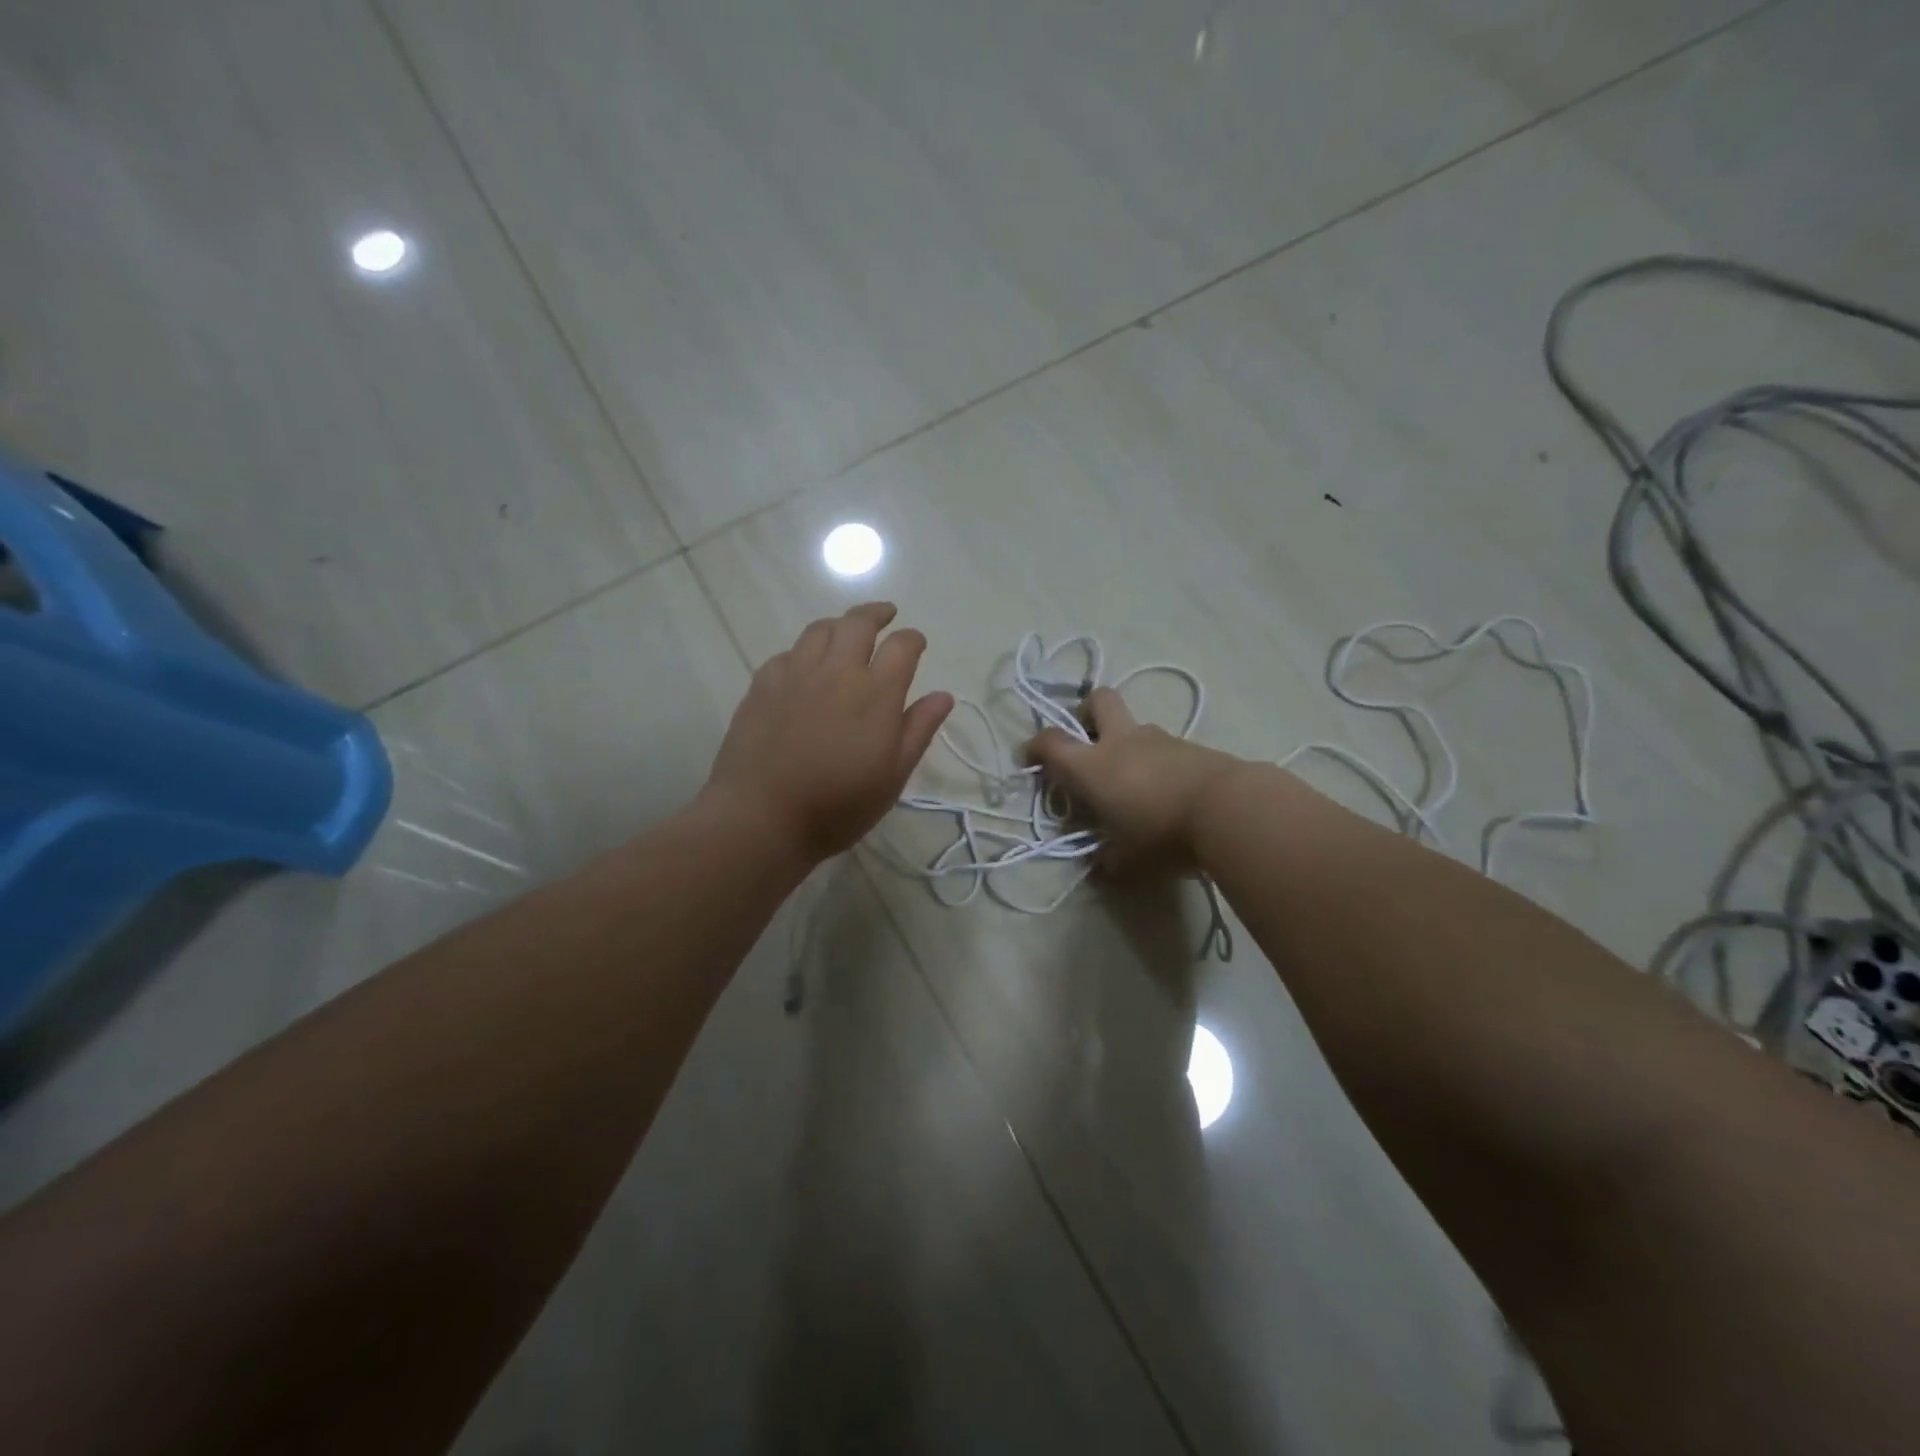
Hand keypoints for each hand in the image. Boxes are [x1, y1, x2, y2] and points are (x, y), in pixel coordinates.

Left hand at [702, 603, 953, 862]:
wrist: (762, 816)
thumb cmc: (838, 805)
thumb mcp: (892, 776)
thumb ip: (918, 730)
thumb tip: (943, 695)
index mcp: (876, 693)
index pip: (902, 646)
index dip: (913, 639)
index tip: (917, 644)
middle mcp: (837, 671)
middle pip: (858, 623)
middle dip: (877, 614)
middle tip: (886, 615)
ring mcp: (795, 674)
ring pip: (820, 630)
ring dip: (839, 624)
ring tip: (846, 632)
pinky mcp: (762, 684)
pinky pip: (788, 653)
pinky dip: (804, 652)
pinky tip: (805, 667)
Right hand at [1023, 688, 1248, 874]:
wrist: (1230, 810)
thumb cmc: (1163, 834)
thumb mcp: (1129, 860)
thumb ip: (1109, 861)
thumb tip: (1101, 867)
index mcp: (1093, 766)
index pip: (1051, 742)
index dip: (1035, 747)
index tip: (1030, 759)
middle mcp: (1122, 742)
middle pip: (1098, 701)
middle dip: (1087, 714)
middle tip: (1088, 742)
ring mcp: (1160, 739)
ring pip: (1136, 726)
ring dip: (1128, 745)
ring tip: (1136, 784)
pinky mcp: (1193, 746)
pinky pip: (1165, 747)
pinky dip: (1158, 762)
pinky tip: (1169, 792)